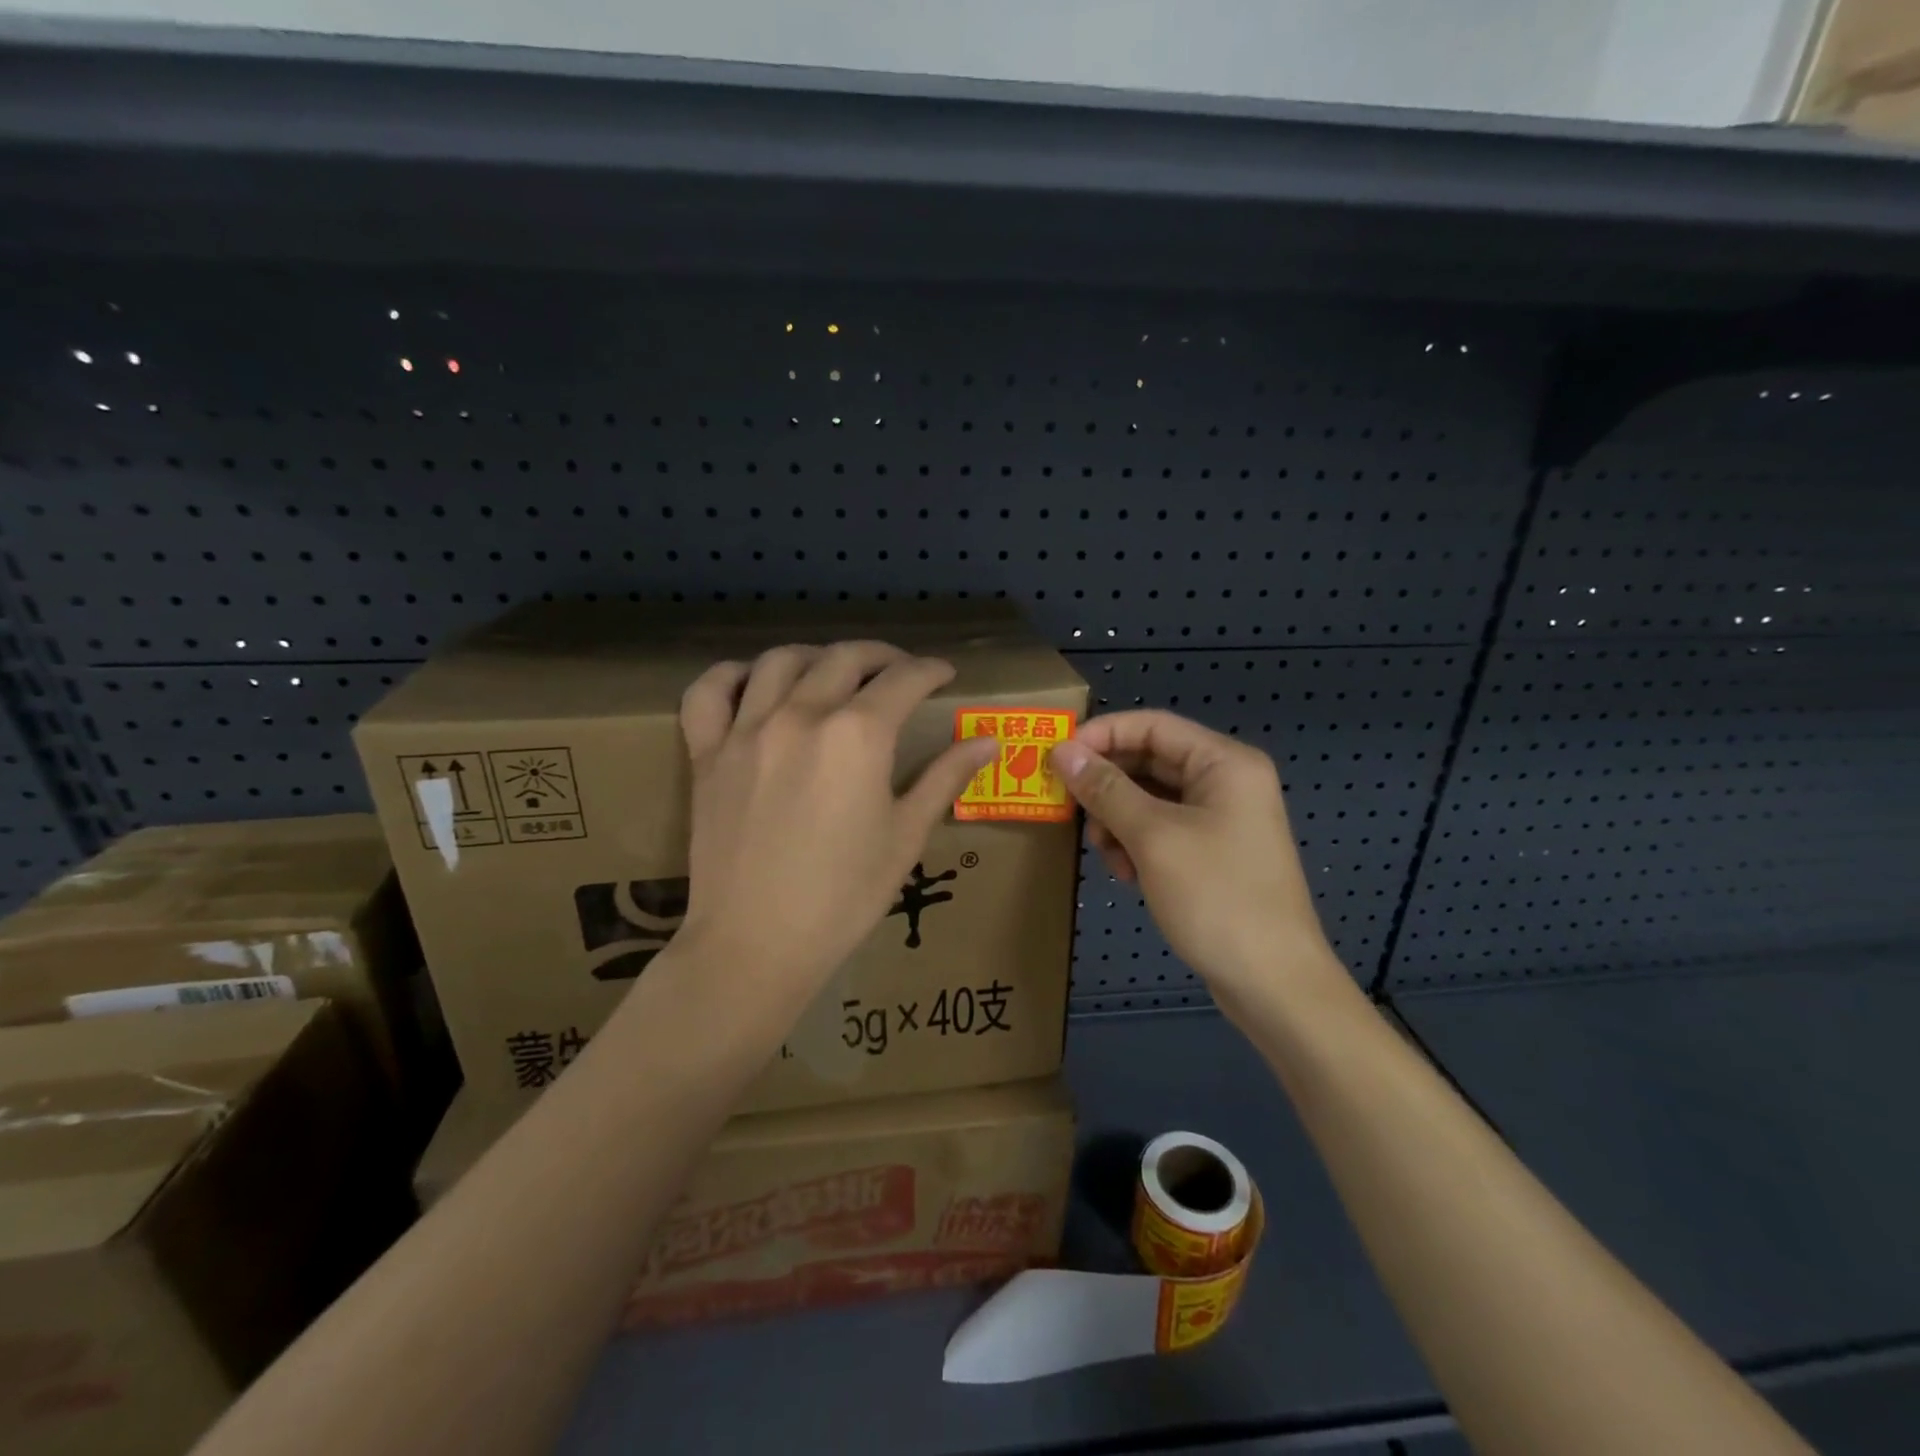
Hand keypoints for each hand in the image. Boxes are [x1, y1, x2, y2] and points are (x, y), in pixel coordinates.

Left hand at [675, 642, 997, 1012]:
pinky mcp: (707, 753)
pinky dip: (731, 675)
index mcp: (857, 736)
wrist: (756, 944)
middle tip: (899, 670)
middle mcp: (801, 716)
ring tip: (833, 671)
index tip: (943, 674)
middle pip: (844, 659)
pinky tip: (753, 683)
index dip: (930, 671)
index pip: (903, 681)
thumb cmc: (844, 896)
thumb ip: (945, 778)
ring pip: (780, 661)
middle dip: (881, 656)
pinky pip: (709, 692)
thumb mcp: (906, 836)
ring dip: (816, 656)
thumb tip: (988, 741)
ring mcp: (746, 730)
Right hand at [1051, 711, 1338, 1008]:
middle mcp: (1226, 782)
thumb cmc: (1216, 897)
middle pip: (1150, 762)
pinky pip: (1162, 830)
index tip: (1057, 757)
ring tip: (1104, 853)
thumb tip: (1062, 751)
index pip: (1152, 725)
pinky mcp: (1213, 853)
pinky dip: (1137, 844)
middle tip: (1070, 808)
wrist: (1273, 983)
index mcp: (1224, 763)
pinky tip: (1127, 874)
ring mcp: (1222, 819)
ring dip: (1118, 820)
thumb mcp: (1152, 837)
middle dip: (1107, 785)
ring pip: (1151, 799)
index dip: (1102, 735)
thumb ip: (1106, 789)